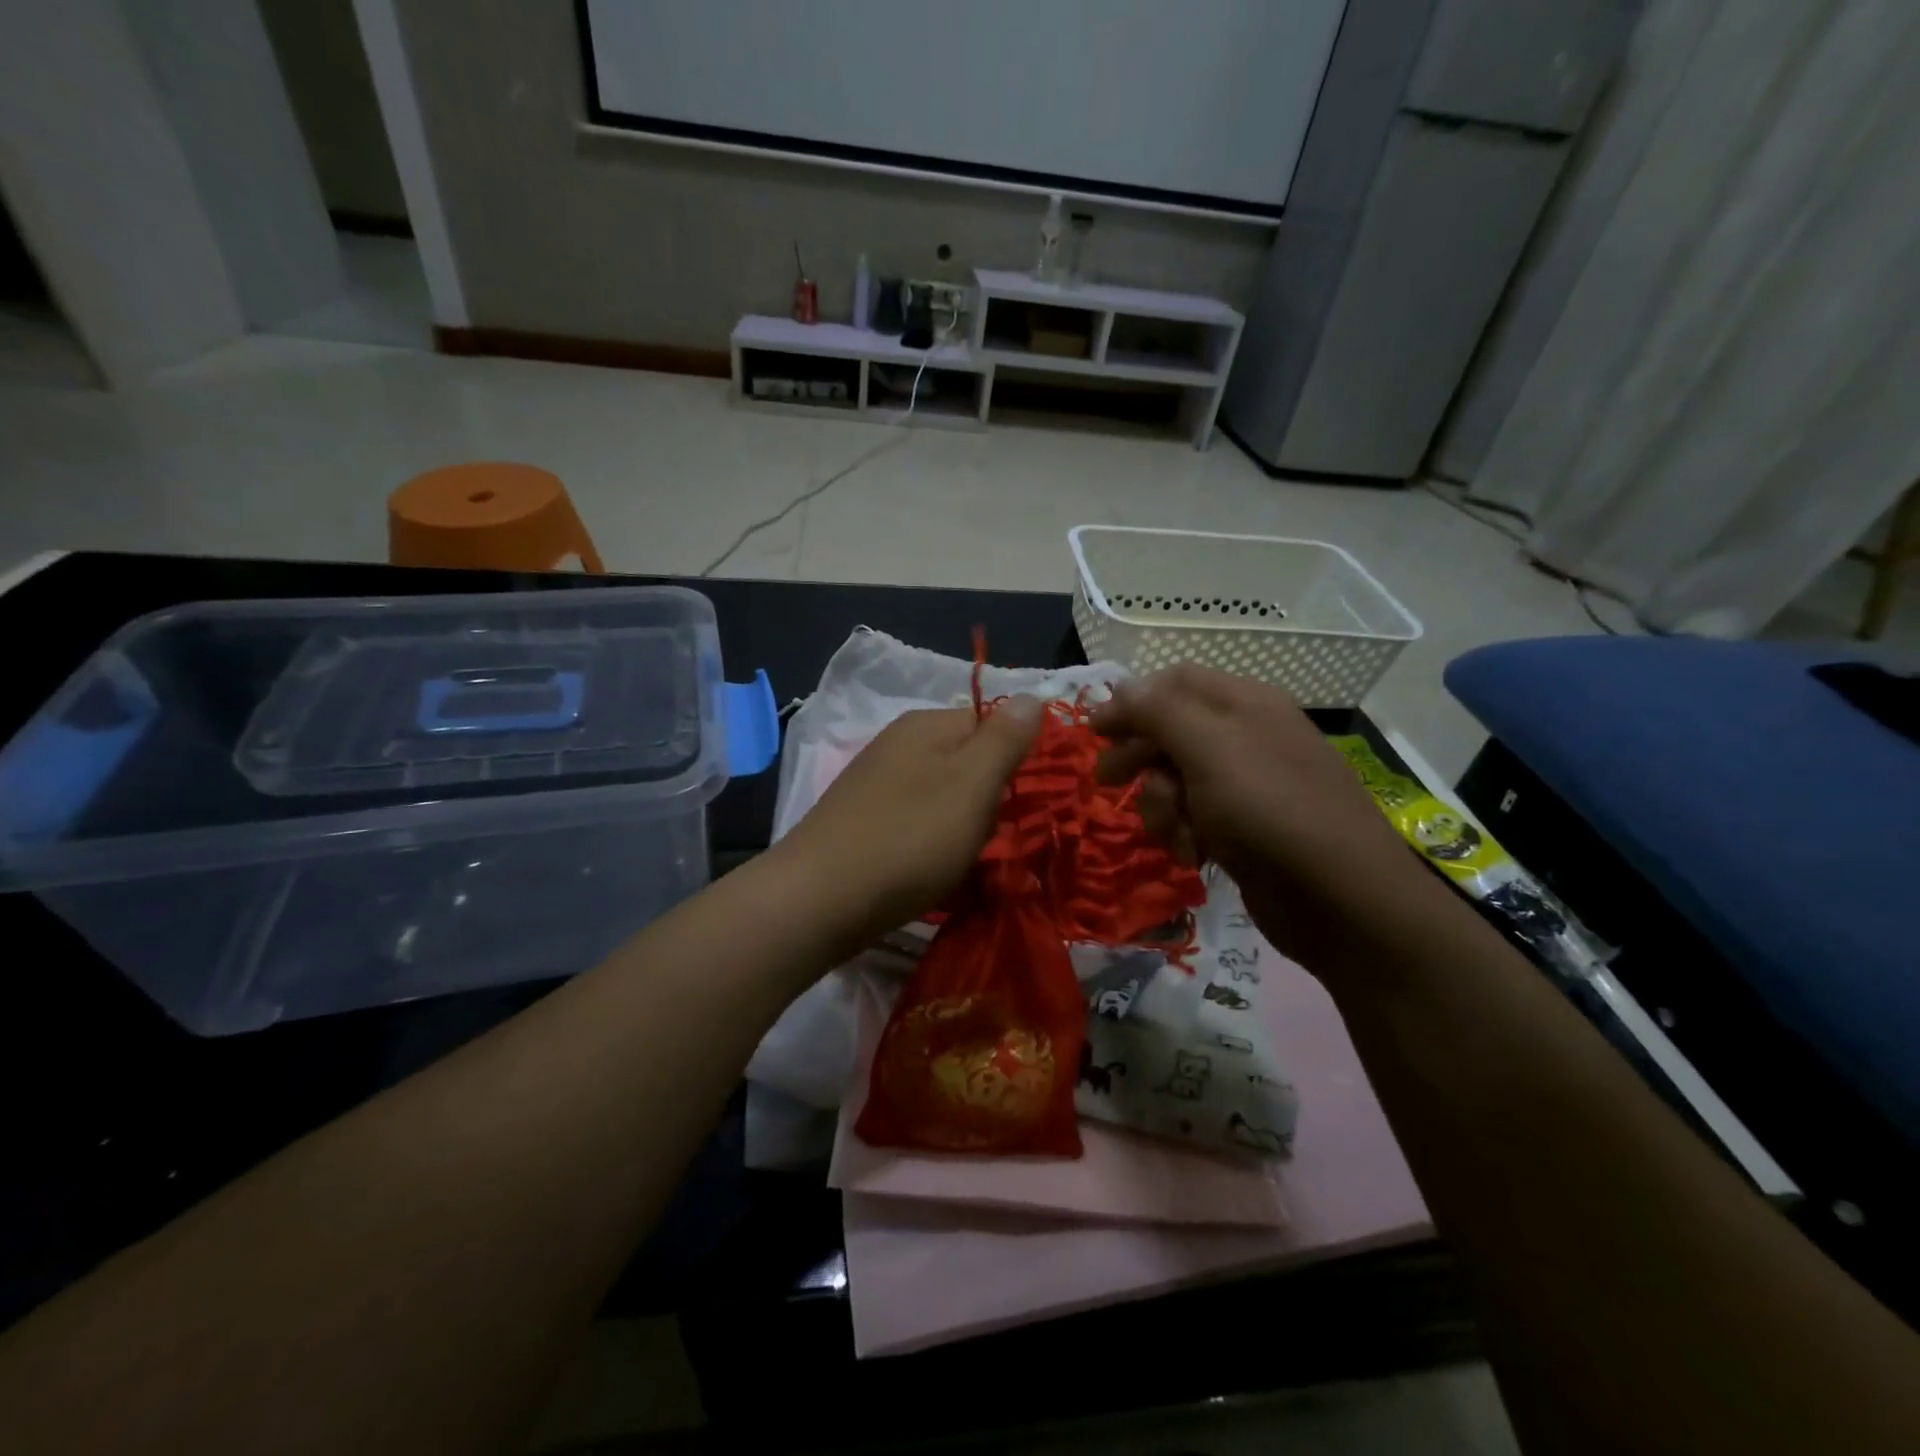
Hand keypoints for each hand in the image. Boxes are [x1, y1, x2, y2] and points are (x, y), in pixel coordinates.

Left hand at [773, 700, 1044, 947]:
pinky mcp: (863, 820)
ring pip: (944, 795)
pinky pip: (917, 821)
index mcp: (925, 724)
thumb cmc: (909, 838)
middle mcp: (898, 744)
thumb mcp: (972, 783)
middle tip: (992, 834)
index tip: (1025, 799)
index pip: (991, 722)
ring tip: (964, 858)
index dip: (1016, 758)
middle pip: (968, 761)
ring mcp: (876, 782)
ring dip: (964, 825)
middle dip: (990, 798)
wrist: (819, 900)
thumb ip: (1005, 739)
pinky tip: (931, 869)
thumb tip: (1032, 695)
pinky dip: (933, 843)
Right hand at [1091, 665, 1427, 968]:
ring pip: (1176, 781)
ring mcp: (1246, 786)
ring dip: (1162, 807)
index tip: (1094, 732)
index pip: (1173, 682)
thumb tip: (1121, 686)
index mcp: (1244, 703)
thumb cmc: (1268, 809)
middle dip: (1140, 759)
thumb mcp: (1208, 749)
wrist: (1339, 899)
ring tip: (1177, 833)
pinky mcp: (1243, 830)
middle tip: (1107, 780)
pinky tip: (1194, 856)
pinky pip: (1193, 819)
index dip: (1131, 702)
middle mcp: (1245, 737)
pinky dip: (1185, 834)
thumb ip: (1159, 712)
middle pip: (1170, 732)